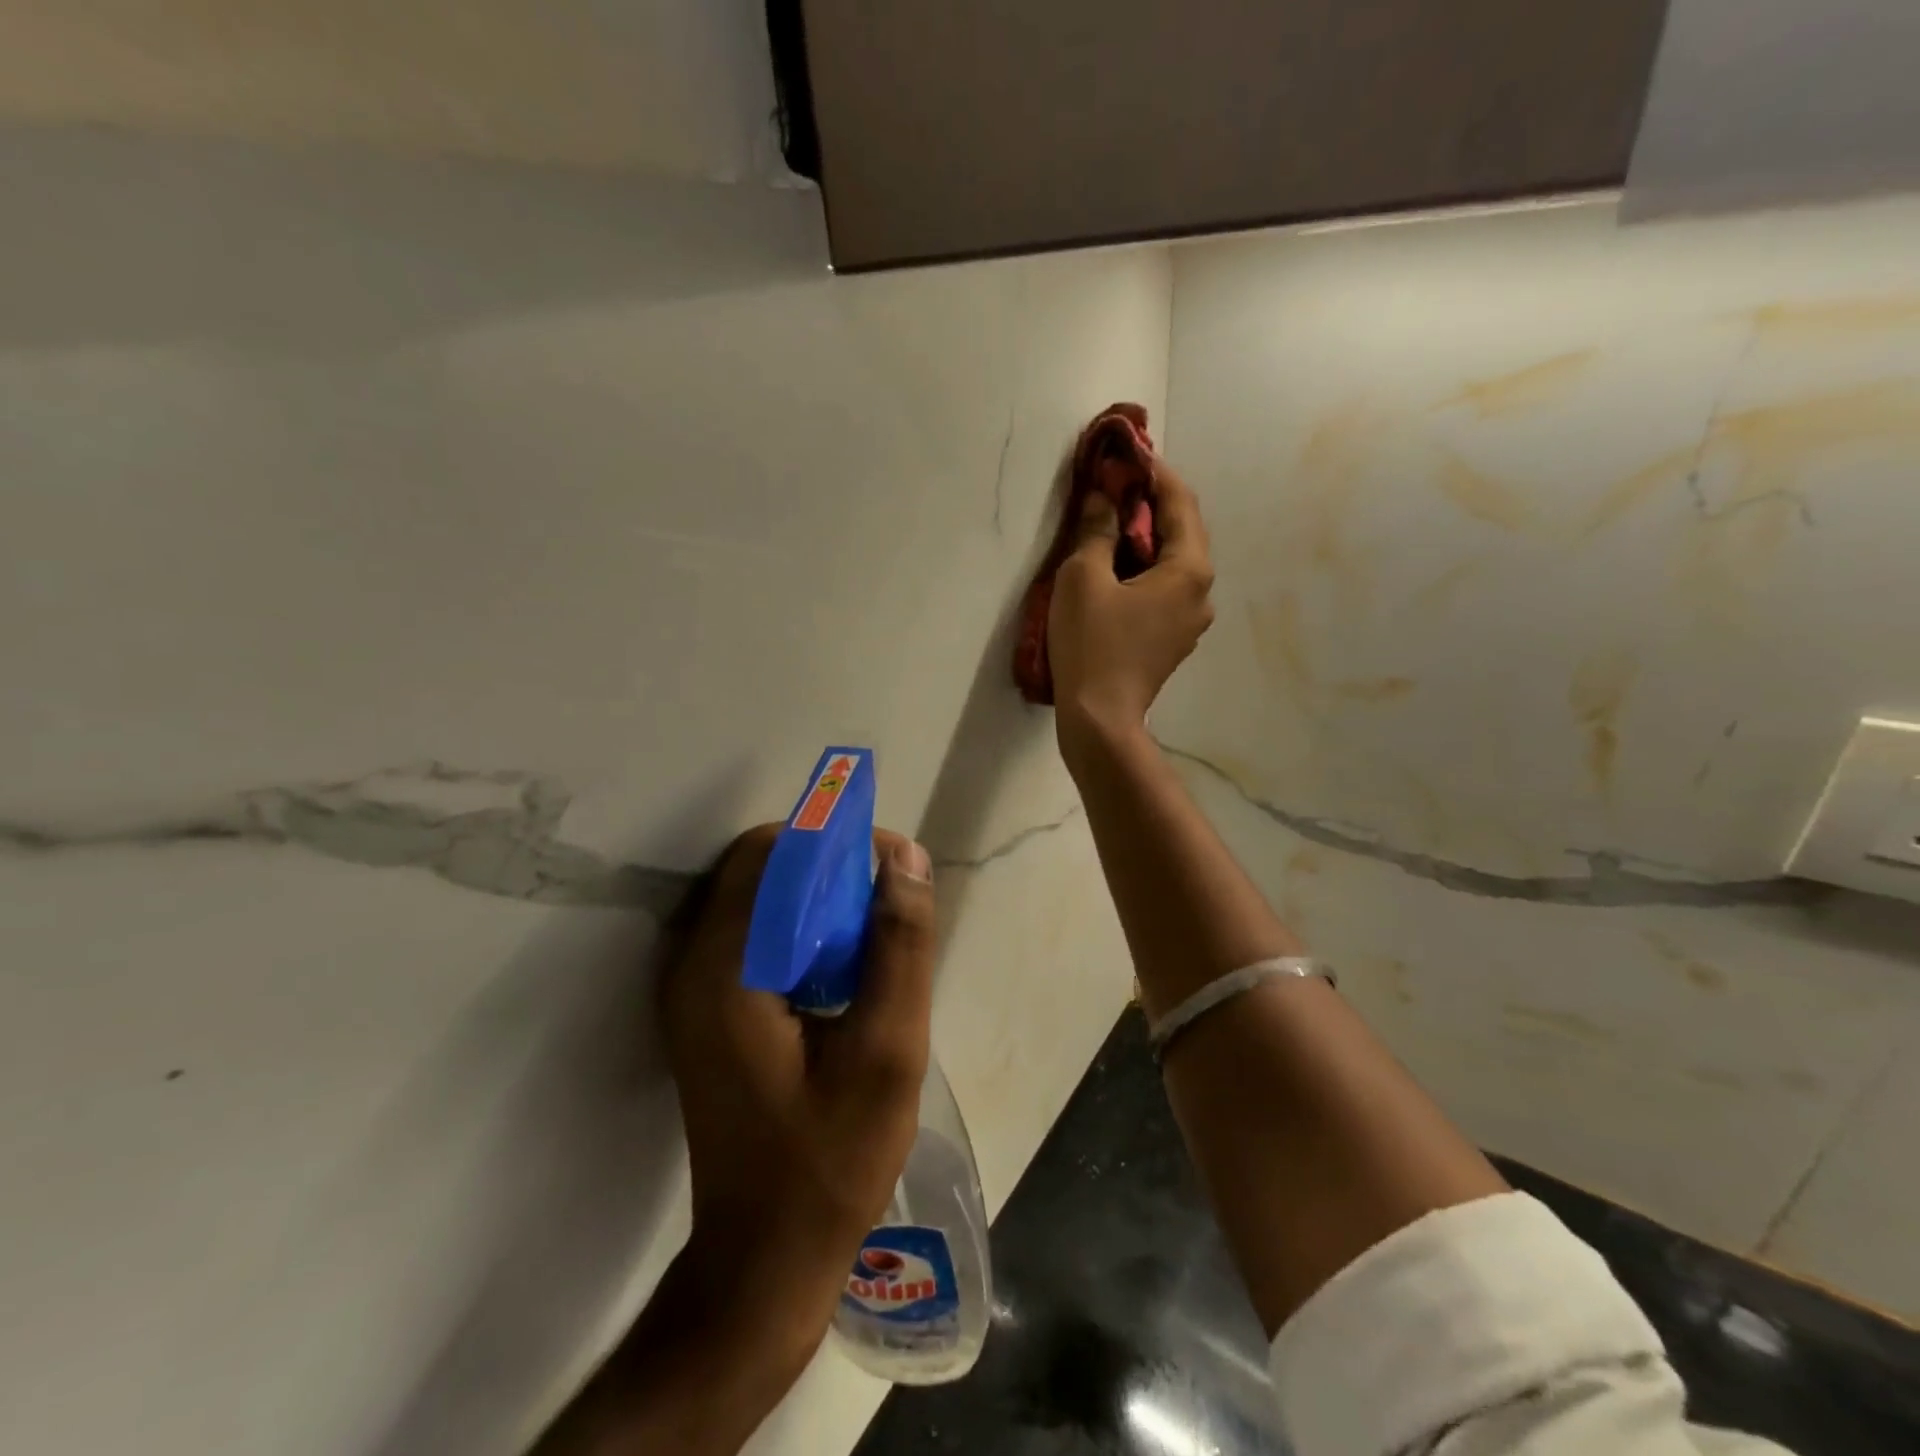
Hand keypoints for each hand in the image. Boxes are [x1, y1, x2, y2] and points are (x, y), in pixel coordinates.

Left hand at [657, 823, 936, 1352]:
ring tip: (871, 929)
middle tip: (885, 899)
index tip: (890, 863)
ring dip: (813, 894)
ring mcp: (688, 990)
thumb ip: (899, 947)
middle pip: (757, 869)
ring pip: (753, 897)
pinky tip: (839, 965)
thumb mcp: (888, 1051)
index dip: (833, 840)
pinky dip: (796, 924)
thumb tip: (906, 856)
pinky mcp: (701, 1010)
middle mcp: (690, 968)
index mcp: (724, 972)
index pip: (770, 854)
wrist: (765, 1259)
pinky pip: (749, 933)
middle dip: (825, 864)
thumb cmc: (831, 1162)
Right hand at [1048, 453, 1213, 751]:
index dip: (1154, 472)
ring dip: (1146, 539)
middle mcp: (1202, 591)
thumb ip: (1097, 529)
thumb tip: (1105, 497)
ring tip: (1111, 526)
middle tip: (1115, 486)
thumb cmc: (1092, 644)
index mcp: (1190, 568)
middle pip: (1182, 532)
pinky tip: (1116, 572)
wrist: (1100, 719)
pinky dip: (1144, 571)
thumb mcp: (1083, 577)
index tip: (1128, 453)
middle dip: (1150, 505)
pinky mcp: (1173, 641)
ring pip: (1173, 564)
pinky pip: (1164, 591)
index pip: (1180, 501)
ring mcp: (1191, 621)